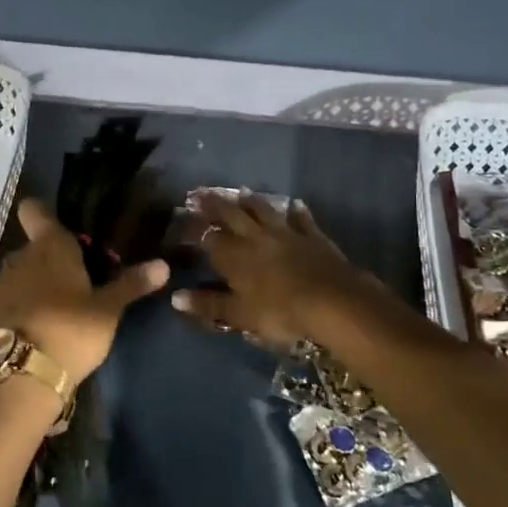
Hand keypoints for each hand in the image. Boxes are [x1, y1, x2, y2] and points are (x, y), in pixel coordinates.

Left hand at [0, 198, 169, 385]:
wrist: (18, 379)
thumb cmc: (70, 333)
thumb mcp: (107, 312)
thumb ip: (130, 285)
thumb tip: (163, 264)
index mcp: (49, 248)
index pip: (35, 211)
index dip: (42, 215)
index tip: (57, 230)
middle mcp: (16, 259)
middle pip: (30, 251)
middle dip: (46, 265)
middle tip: (70, 291)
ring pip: (13, 280)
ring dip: (27, 292)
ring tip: (48, 321)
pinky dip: (9, 317)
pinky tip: (23, 340)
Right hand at [172, 193, 381, 347]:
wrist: (332, 301)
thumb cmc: (280, 311)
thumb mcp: (239, 314)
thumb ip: (209, 305)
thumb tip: (175, 297)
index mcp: (234, 255)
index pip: (209, 237)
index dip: (194, 229)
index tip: (183, 220)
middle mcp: (256, 237)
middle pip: (232, 215)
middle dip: (215, 205)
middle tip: (202, 193)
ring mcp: (286, 233)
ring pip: (264, 211)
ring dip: (251, 201)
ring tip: (242, 192)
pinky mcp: (312, 236)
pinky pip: (301, 219)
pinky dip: (296, 211)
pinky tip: (295, 204)